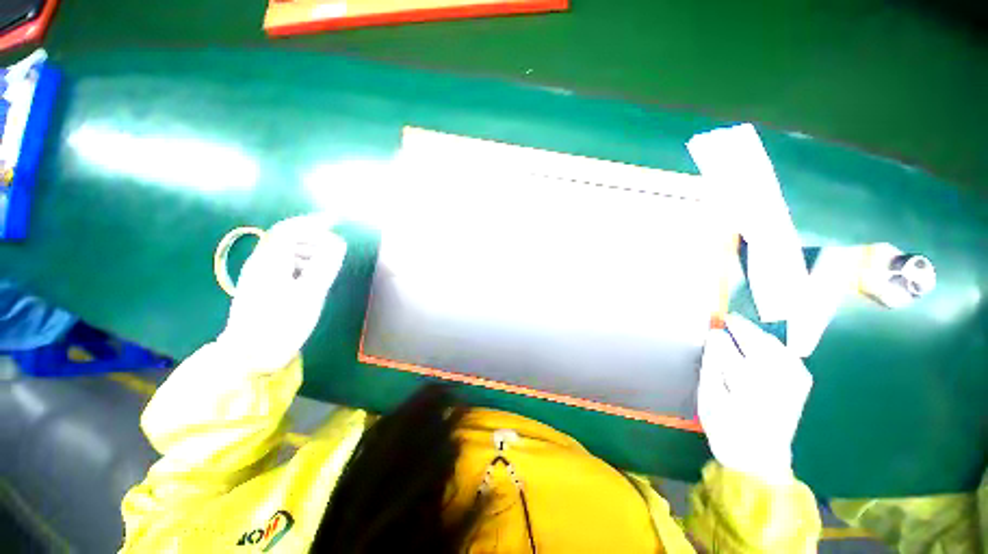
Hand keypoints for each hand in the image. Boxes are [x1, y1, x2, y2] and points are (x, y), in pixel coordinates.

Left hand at [219, 215, 346, 369]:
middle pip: (287, 238)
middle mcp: (261, 263)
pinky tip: (310, 276)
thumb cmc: (282, 323)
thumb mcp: (311, 293)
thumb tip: (338, 243)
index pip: (291, 230)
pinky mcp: (260, 287)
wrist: (249, 355)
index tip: (336, 220)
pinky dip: (301, 264)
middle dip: (313, 237)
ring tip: (327, 262)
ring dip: (307, 251)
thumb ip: (325, 265)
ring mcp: (258, 275)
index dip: (314, 222)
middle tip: (335, 246)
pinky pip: (283, 265)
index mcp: (270, 261)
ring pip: (285, 252)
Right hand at [698, 313, 813, 483]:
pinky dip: (774, 346)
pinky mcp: (800, 385)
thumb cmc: (726, 427)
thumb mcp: (709, 396)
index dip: (720, 332)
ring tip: (742, 331)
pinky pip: (788, 355)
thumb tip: (714, 336)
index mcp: (747, 380)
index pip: (730, 345)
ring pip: (775, 345)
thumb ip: (712, 363)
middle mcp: (775, 377)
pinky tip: (764, 347)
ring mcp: (793, 380)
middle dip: (742, 327)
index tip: (711, 322)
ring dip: (758, 335)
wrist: (758, 459)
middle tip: (726, 320)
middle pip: (758, 341)